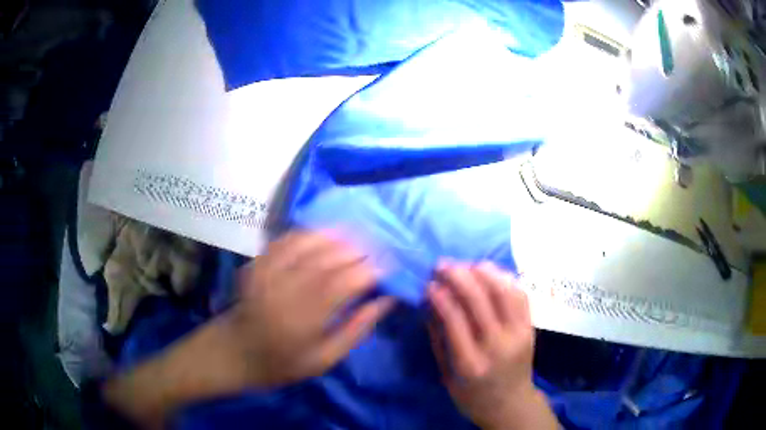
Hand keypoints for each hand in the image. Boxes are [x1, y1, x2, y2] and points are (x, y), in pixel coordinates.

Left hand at [226, 230, 394, 388]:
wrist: (235, 353)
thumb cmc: (282, 363)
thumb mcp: (324, 359)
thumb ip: (355, 330)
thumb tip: (385, 302)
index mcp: (305, 318)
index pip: (344, 283)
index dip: (369, 270)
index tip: (388, 266)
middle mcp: (286, 290)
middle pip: (326, 259)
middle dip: (356, 249)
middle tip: (376, 248)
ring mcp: (268, 273)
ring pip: (306, 244)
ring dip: (335, 236)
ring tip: (355, 237)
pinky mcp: (257, 265)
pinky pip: (285, 241)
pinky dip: (307, 234)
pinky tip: (322, 234)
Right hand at [428, 262, 556, 429]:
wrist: (510, 404)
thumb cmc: (472, 395)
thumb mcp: (446, 374)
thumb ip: (438, 339)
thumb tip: (429, 303)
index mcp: (471, 364)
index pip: (455, 319)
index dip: (441, 296)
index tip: (429, 283)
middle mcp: (498, 346)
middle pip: (480, 300)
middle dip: (459, 276)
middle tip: (443, 265)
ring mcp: (519, 335)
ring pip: (504, 292)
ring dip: (485, 272)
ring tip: (467, 265)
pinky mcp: (531, 328)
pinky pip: (521, 295)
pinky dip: (506, 279)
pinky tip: (491, 273)